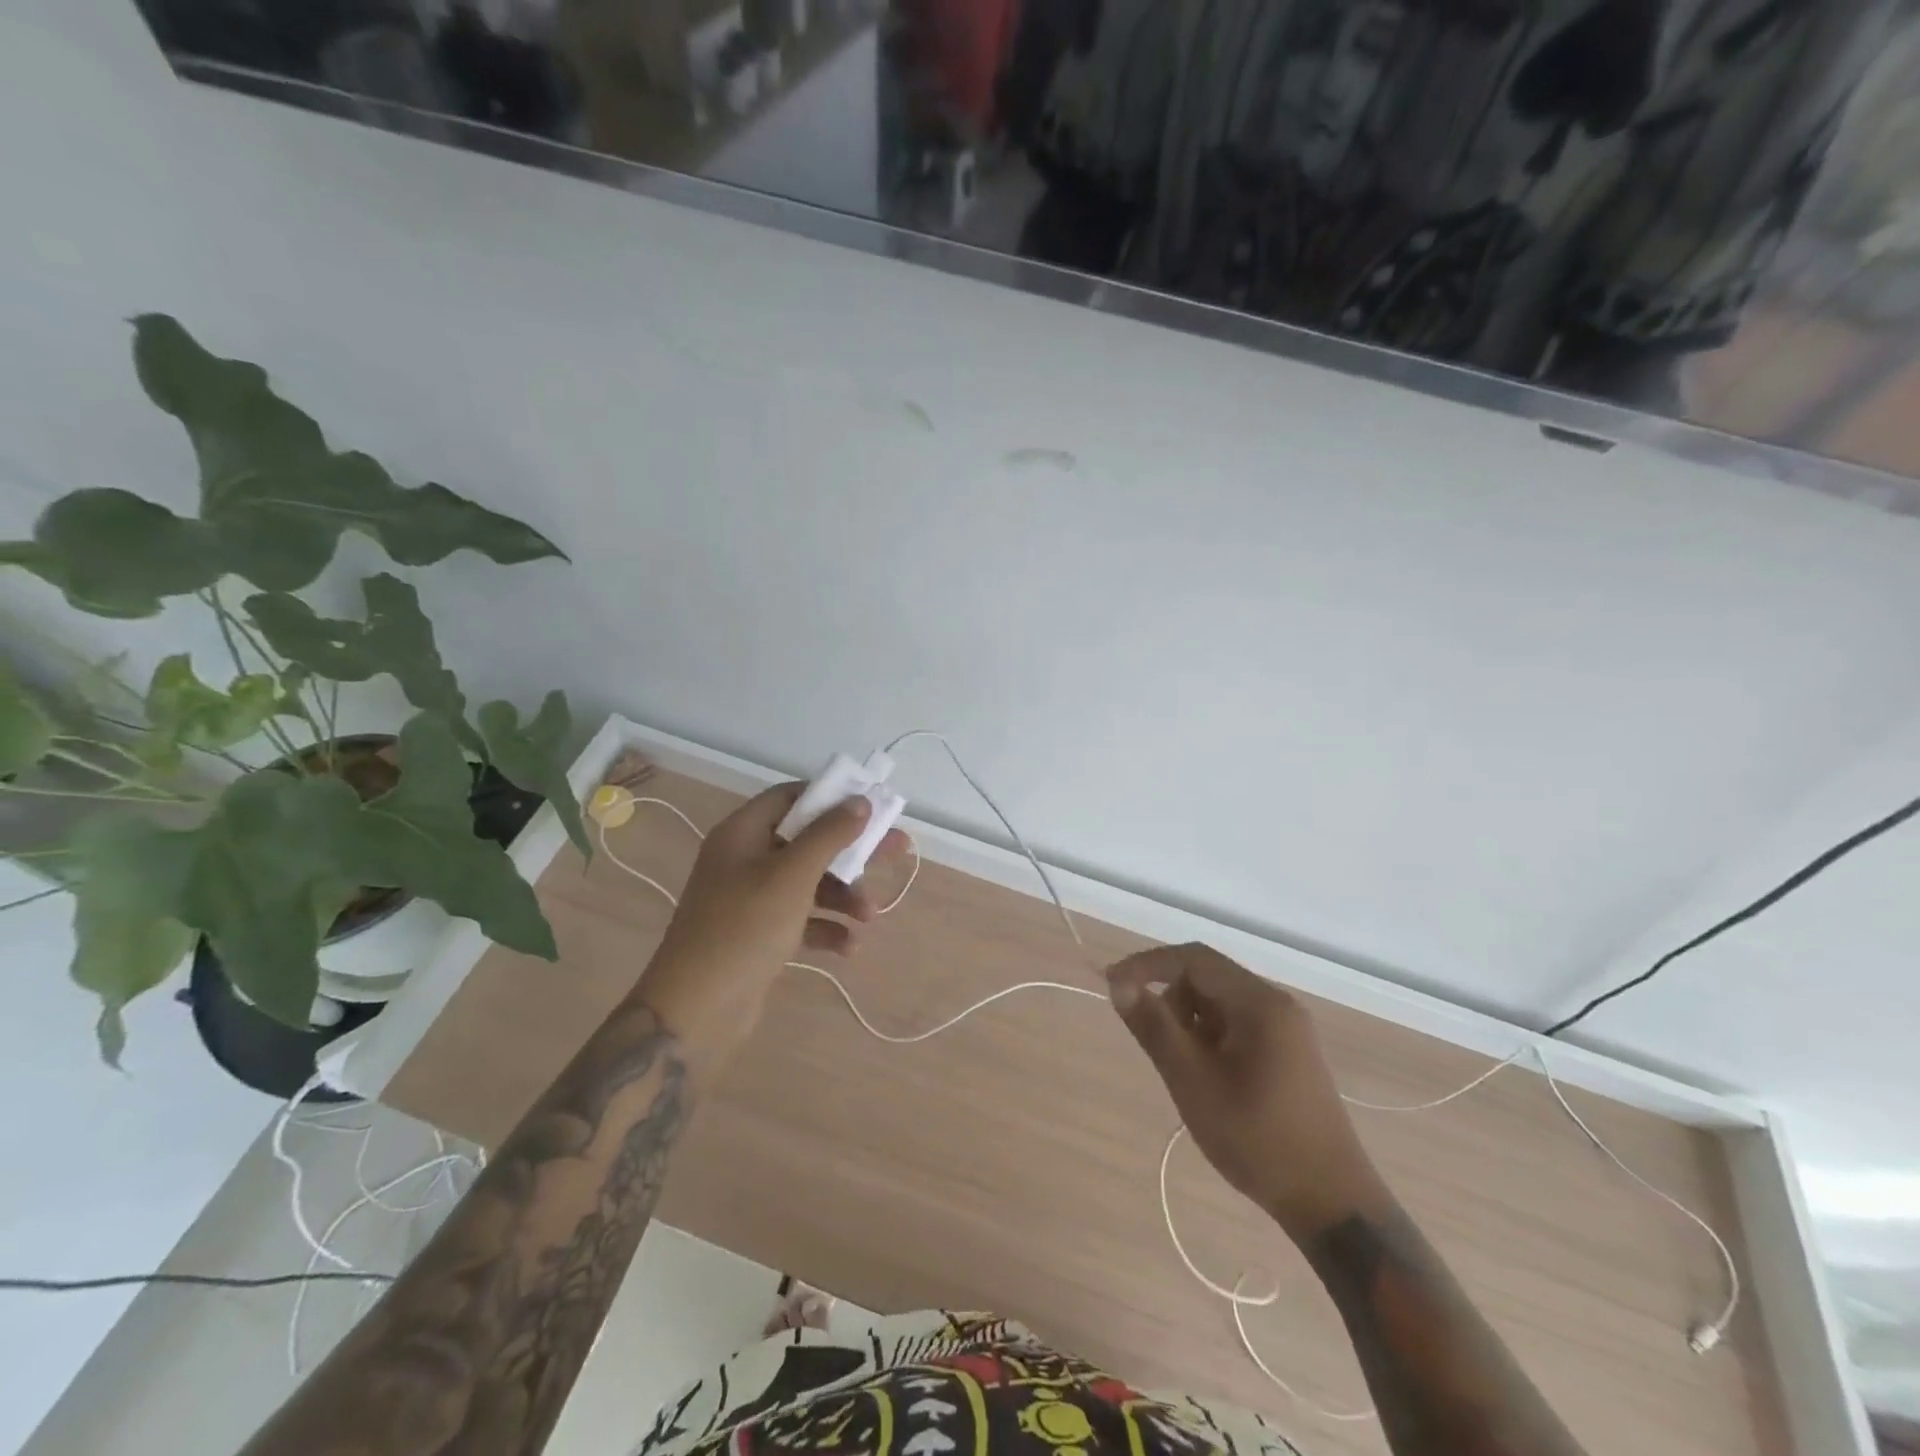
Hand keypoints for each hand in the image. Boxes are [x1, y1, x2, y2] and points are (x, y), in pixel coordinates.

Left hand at [636, 784, 903, 1065]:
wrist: (696, 1011)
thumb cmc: (744, 928)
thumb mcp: (792, 876)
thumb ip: (829, 835)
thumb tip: (860, 801)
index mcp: (742, 834)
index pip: (790, 797)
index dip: (830, 798)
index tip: (870, 806)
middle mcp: (745, 860)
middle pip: (808, 840)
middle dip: (852, 851)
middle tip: (897, 851)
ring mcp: (750, 899)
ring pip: (809, 882)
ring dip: (843, 894)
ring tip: (870, 916)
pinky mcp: (759, 934)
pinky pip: (801, 918)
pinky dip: (826, 926)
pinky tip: (849, 946)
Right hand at [1108, 943, 1386, 1239]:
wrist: (1332, 1204)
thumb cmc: (1257, 1138)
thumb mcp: (1193, 1082)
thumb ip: (1154, 1027)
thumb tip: (1118, 984)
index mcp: (1260, 1002)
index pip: (1193, 959)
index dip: (1147, 965)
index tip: (1112, 986)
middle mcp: (1277, 1004)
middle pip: (1207, 977)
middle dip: (1171, 1000)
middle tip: (1155, 1044)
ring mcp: (1287, 1029)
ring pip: (1220, 1003)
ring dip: (1190, 1022)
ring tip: (1185, 1070)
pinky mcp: (1289, 1052)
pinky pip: (1237, 1025)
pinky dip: (1211, 1038)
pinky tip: (1208, 1079)